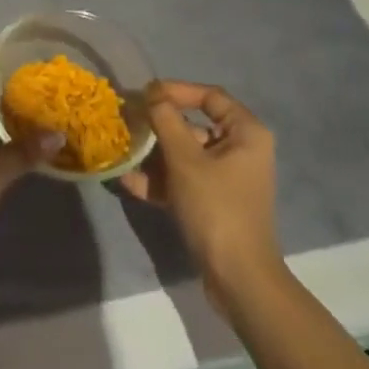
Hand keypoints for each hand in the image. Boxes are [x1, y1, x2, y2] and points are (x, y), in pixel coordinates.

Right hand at [120, 80, 286, 302]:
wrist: (238, 278)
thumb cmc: (216, 208)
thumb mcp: (185, 160)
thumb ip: (165, 121)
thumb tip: (151, 94)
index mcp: (246, 133)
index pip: (209, 96)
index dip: (176, 90)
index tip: (145, 94)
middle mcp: (240, 149)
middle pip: (194, 125)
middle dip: (158, 125)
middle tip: (127, 121)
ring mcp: (227, 178)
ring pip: (185, 154)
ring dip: (154, 153)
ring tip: (122, 150)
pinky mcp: (214, 201)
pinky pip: (184, 179)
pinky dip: (160, 179)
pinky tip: (127, 181)